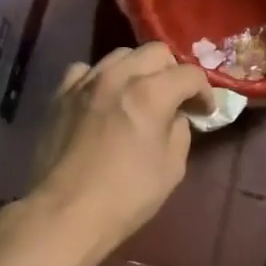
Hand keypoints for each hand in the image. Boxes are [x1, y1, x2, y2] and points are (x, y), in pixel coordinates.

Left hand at [27, 43, 212, 256]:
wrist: (65, 212)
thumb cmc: (126, 196)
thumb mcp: (171, 168)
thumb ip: (180, 132)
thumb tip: (175, 117)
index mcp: (150, 93)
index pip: (189, 74)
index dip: (204, 91)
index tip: (205, 111)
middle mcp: (117, 76)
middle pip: (155, 52)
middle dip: (172, 71)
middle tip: (175, 98)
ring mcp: (84, 83)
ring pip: (119, 55)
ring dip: (137, 70)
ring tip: (138, 95)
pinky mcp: (60, 95)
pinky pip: (85, 71)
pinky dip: (100, 79)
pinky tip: (102, 98)